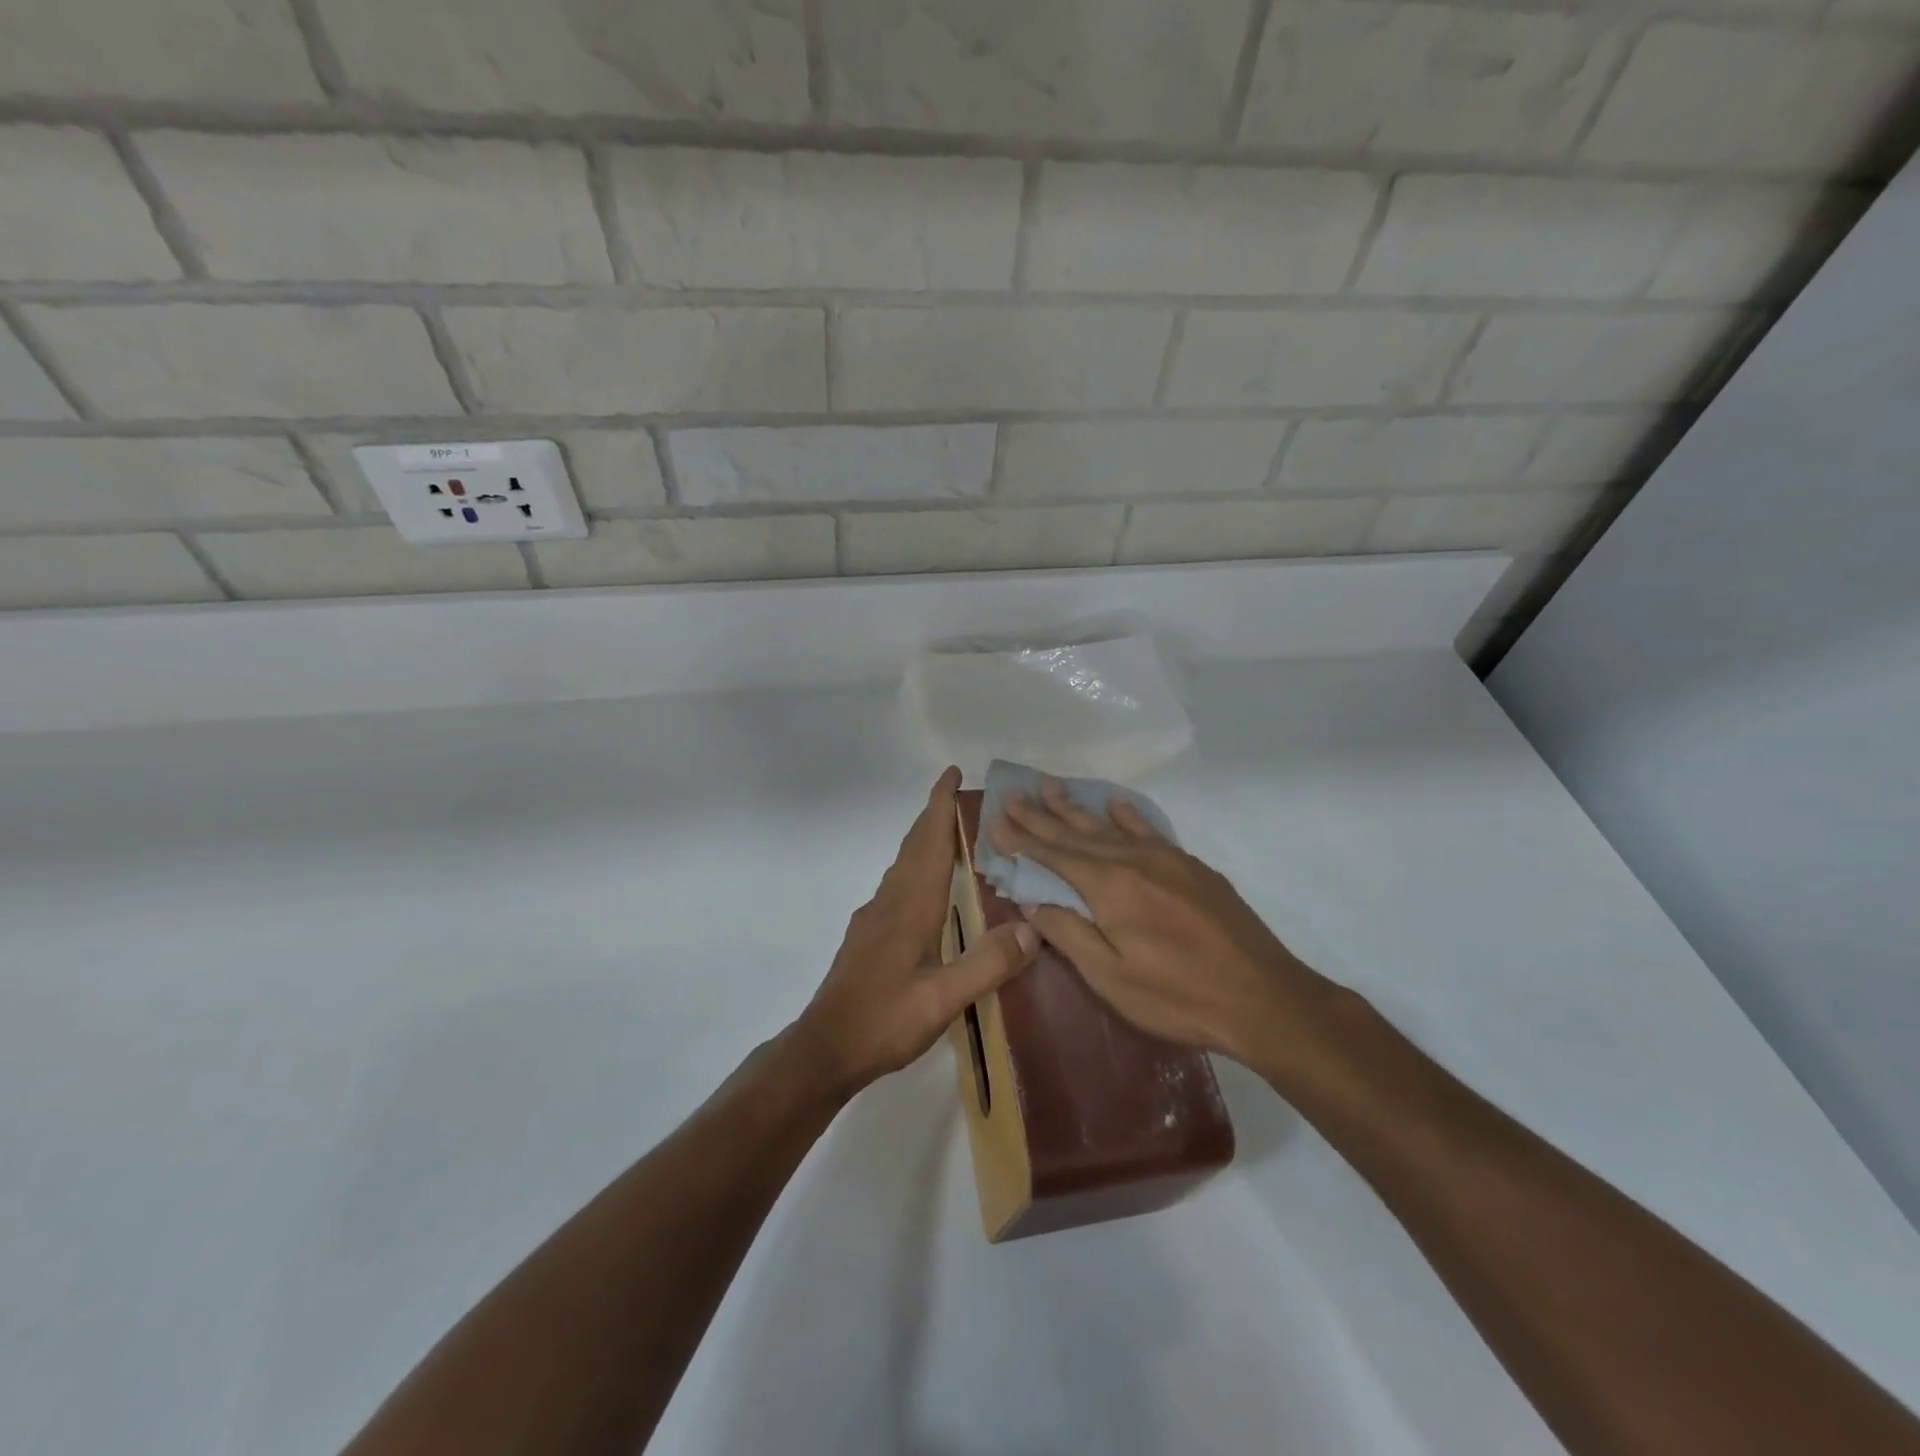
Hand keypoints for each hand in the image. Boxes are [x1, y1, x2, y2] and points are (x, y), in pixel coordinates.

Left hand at [796, 767, 1037, 1096]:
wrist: (825, 1048)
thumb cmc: (884, 1020)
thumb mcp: (943, 999)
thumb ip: (987, 964)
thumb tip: (1033, 929)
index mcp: (911, 906)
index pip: (929, 842)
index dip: (940, 805)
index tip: (952, 772)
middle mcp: (890, 902)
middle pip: (914, 846)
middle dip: (933, 814)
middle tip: (958, 794)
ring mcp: (874, 919)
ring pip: (903, 865)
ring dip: (924, 840)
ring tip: (950, 834)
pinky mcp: (867, 937)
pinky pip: (897, 886)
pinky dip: (916, 868)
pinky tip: (926, 891)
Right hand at [990, 781, 1348, 1081]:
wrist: (1263, 997)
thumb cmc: (1178, 995)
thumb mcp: (1110, 976)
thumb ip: (1068, 933)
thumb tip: (1031, 901)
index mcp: (1109, 886)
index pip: (1054, 855)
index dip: (1023, 838)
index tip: (996, 818)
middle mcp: (1134, 860)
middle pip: (1077, 833)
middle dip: (1042, 815)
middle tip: (1014, 794)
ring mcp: (1167, 859)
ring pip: (1111, 826)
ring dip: (1078, 808)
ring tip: (1052, 787)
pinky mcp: (1193, 868)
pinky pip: (1149, 830)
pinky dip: (1128, 815)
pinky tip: (1117, 804)